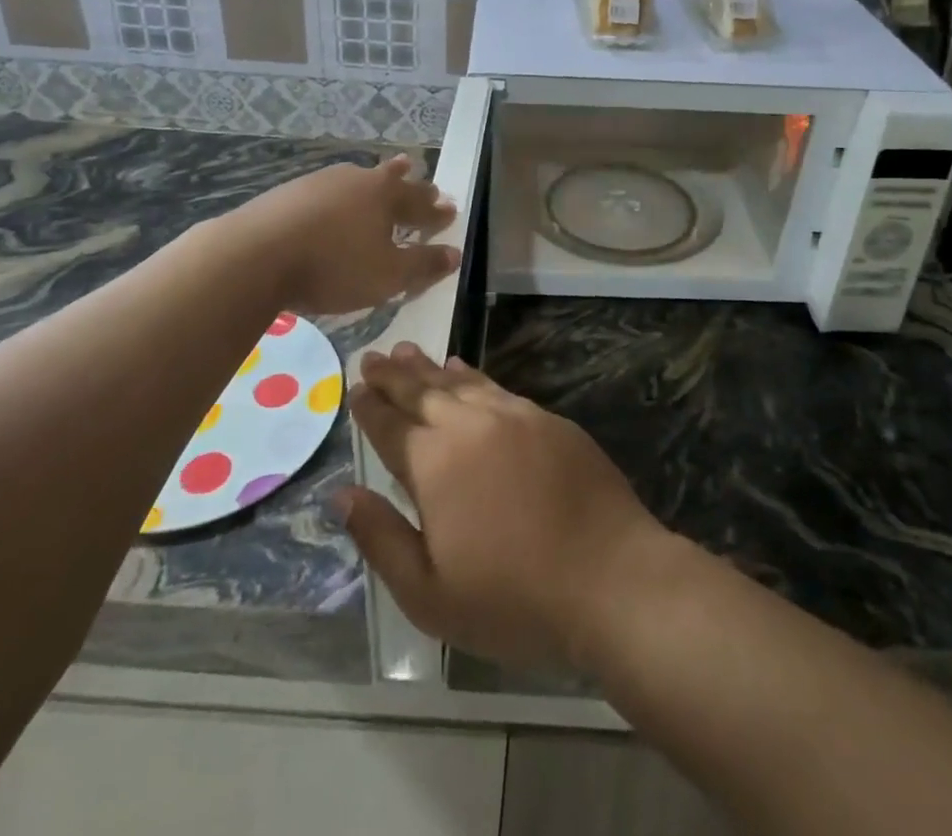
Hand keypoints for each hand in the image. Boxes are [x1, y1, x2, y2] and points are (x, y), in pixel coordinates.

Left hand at [236, 157, 459, 315]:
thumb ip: (422, 264)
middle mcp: (357, 180)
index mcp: (386, 197)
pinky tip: (333, 199)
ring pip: (358, 178)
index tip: (450, 209)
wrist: (255, 254)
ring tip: (384, 174)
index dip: (437, 211)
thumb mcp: (387, 276)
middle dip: (411, 183)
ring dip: (375, 179)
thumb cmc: (333, 266)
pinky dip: (341, 194)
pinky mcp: (290, 192)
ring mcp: (320, 182)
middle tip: (423, 178)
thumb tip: (454, 253)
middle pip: (391, 180)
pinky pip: (329, 189)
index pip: (420, 204)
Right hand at [342, 345, 677, 671]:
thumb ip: (381, 538)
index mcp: (434, 464)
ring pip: (460, 382)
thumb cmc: (512, 598)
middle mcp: (470, 426)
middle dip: (394, 375)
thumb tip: (342, 494)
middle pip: (422, 392)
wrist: (609, 577)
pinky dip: (473, 376)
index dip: (370, 407)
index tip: (355, 387)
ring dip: (430, 368)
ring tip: (409, 352)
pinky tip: (464, 370)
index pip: (391, 426)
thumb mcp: (429, 593)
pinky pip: (497, 387)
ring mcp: (514, 416)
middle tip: (374, 356)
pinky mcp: (548, 420)